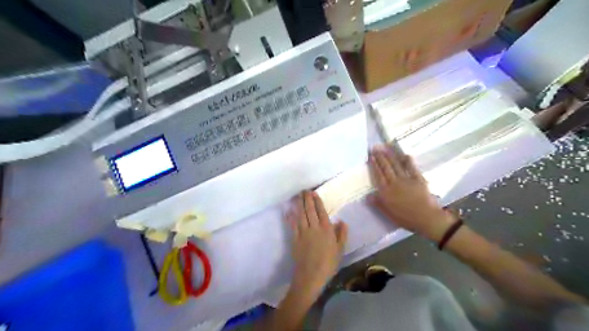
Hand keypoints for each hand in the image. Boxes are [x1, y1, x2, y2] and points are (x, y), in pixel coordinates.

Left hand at [289, 191, 345, 295]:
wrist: (311, 275)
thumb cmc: (328, 263)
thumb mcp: (340, 249)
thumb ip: (341, 234)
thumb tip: (341, 221)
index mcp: (326, 229)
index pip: (321, 211)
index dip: (317, 201)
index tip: (314, 193)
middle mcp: (314, 227)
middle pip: (309, 210)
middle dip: (307, 199)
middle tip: (304, 190)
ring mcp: (303, 232)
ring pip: (300, 215)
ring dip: (299, 204)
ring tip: (298, 196)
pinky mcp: (295, 238)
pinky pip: (292, 225)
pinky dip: (290, 217)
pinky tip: (289, 211)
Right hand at [367, 146, 454, 241]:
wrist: (427, 219)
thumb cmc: (406, 218)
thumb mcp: (388, 214)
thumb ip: (378, 203)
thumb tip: (368, 195)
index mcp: (386, 192)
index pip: (378, 175)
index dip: (374, 165)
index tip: (371, 156)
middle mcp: (394, 183)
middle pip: (386, 168)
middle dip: (380, 157)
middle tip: (375, 148)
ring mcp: (407, 180)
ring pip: (396, 165)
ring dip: (391, 156)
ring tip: (385, 148)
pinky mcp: (418, 179)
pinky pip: (412, 168)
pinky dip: (408, 161)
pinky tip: (405, 155)